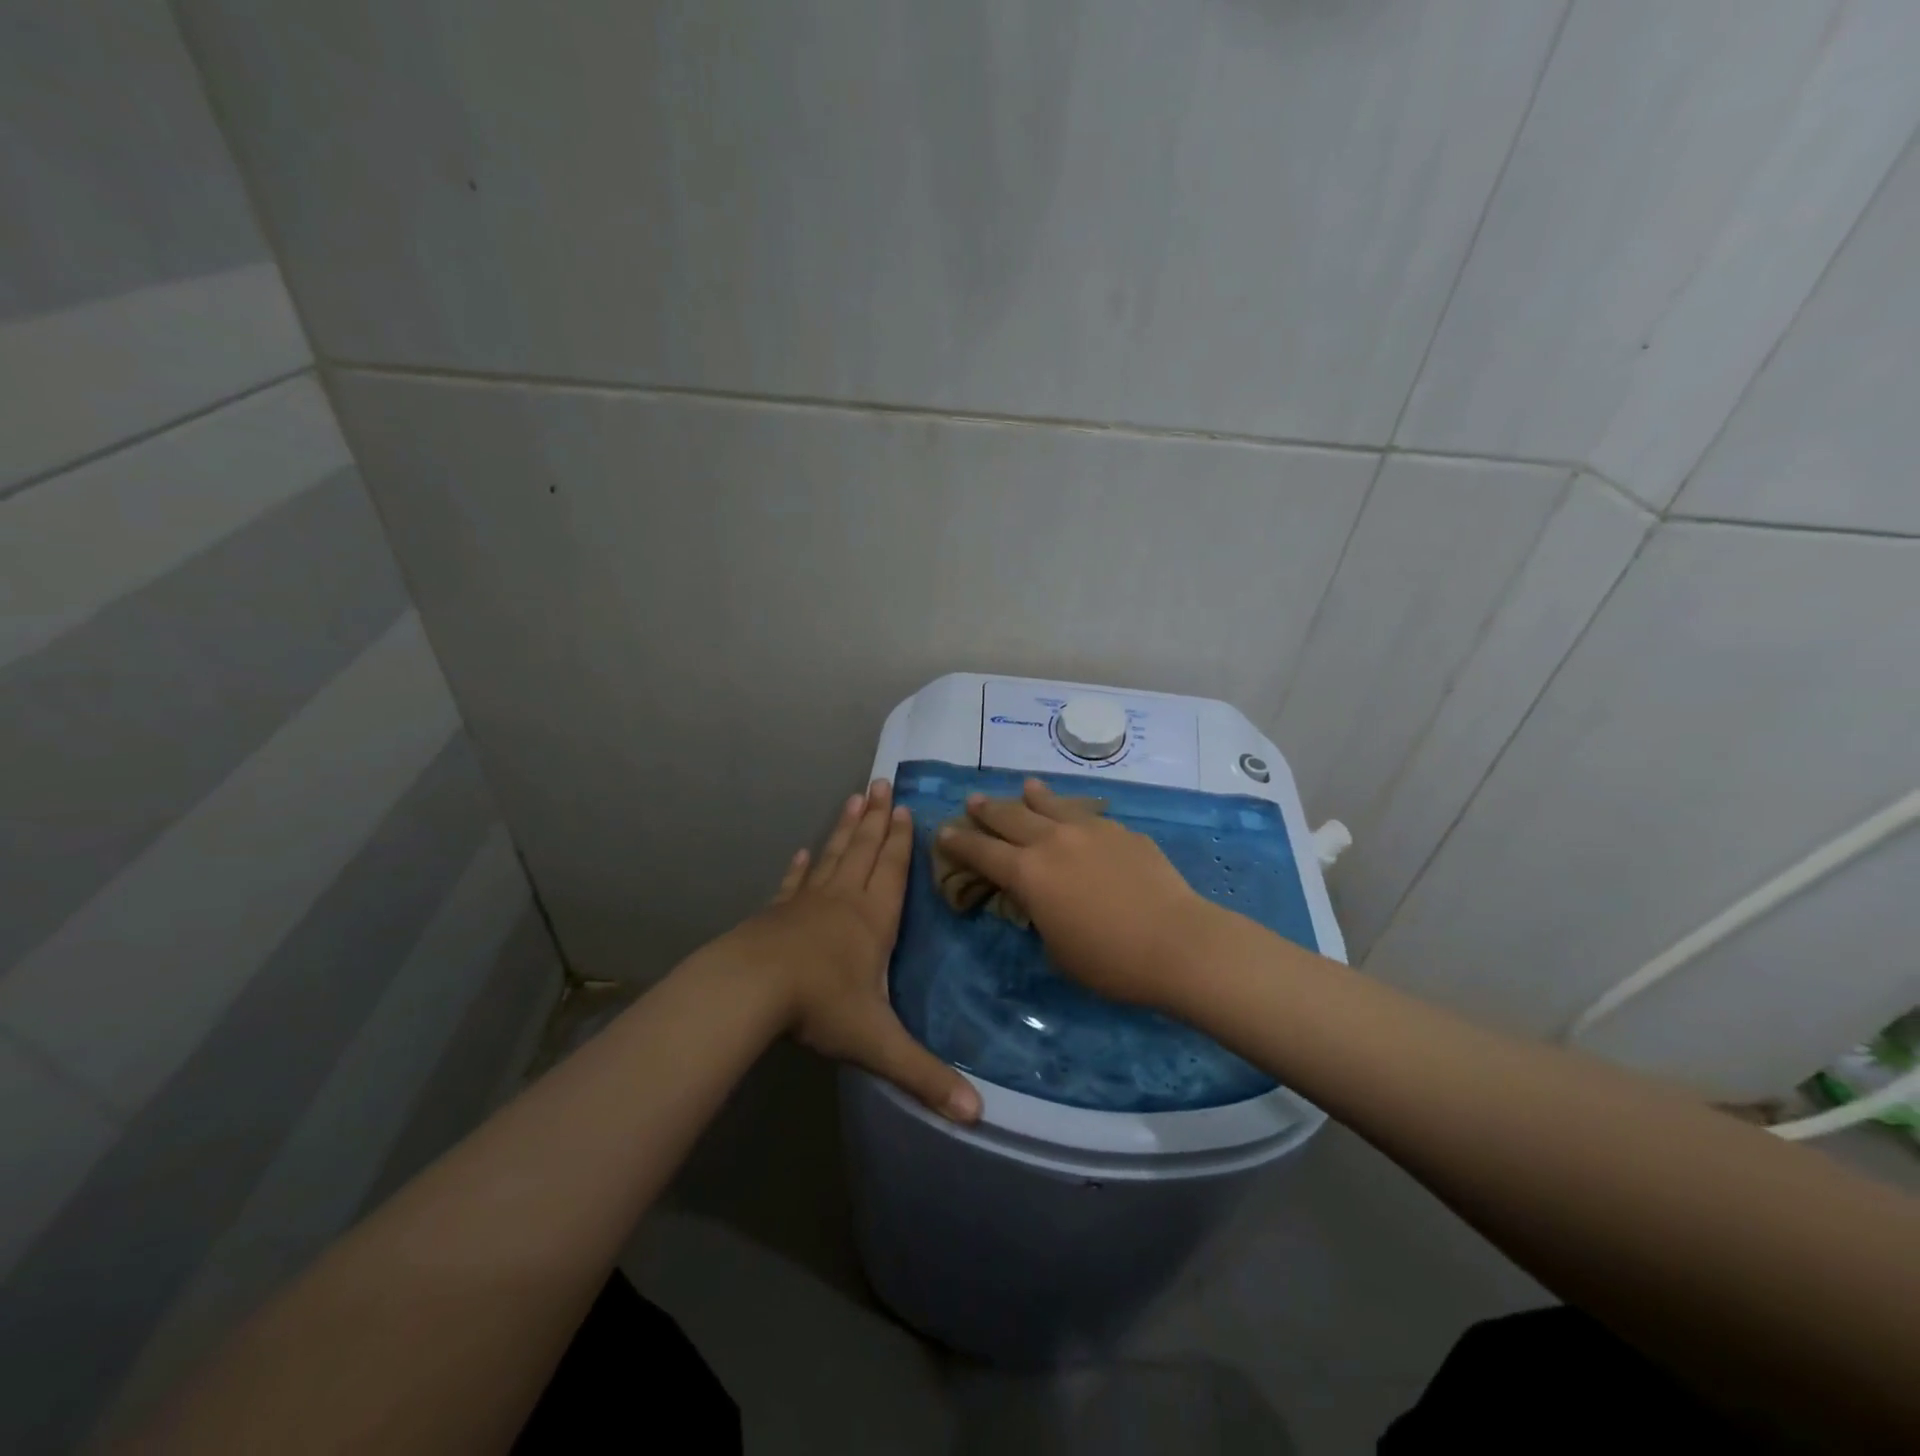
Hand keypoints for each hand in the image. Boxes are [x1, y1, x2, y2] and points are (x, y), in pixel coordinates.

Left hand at [721, 779, 980, 1122]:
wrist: (750, 991)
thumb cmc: (821, 1006)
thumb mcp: (878, 1043)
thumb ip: (925, 1076)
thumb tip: (978, 1115)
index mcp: (874, 920)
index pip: (894, 871)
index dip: (902, 842)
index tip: (906, 809)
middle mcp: (844, 900)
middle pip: (865, 850)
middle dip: (877, 819)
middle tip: (881, 783)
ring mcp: (807, 902)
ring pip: (834, 855)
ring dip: (846, 828)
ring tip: (854, 798)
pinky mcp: (777, 912)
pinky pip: (795, 882)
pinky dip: (802, 866)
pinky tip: (803, 851)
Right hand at [936, 778, 1214, 1009]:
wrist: (1177, 942)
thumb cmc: (1110, 961)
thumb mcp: (1057, 949)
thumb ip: (1040, 916)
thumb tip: (1041, 898)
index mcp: (1028, 873)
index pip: (982, 852)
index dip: (959, 842)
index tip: (943, 831)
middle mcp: (1053, 841)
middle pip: (1011, 816)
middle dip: (988, 810)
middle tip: (973, 801)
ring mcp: (1090, 830)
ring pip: (1051, 804)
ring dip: (1032, 796)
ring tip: (1024, 786)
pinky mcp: (1122, 831)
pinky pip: (1086, 814)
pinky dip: (1071, 811)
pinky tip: (1075, 814)